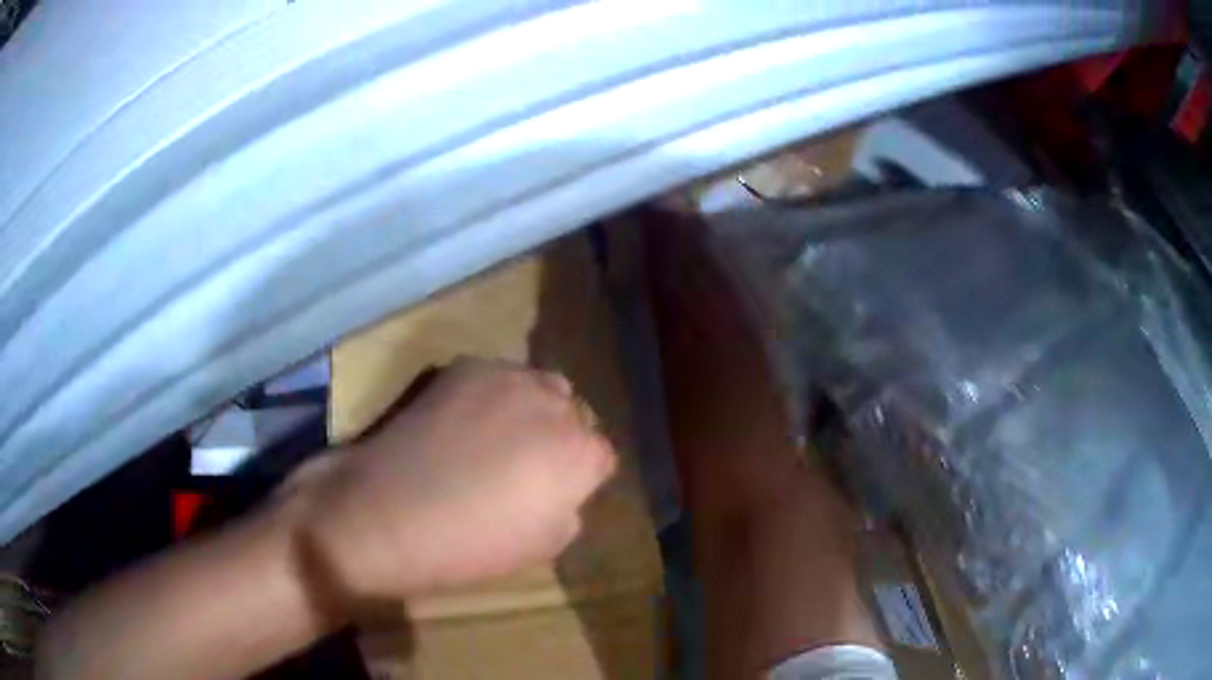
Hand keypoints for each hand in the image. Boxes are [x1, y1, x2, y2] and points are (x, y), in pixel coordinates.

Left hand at [297, 358, 616, 608]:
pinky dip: (492, 394)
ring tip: (498, 434)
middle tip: (525, 463)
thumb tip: (559, 488)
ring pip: (540, 385)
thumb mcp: (543, 547)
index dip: (579, 477)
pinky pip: (498, 375)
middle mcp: (556, 405)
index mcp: (582, 454)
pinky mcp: (467, 366)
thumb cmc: (470, 544)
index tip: (554, 492)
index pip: (602, 456)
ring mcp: (509, 377)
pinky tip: (462, 421)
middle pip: (575, 413)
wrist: (388, 512)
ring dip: (532, 408)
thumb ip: (568, 508)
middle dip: (560, 436)